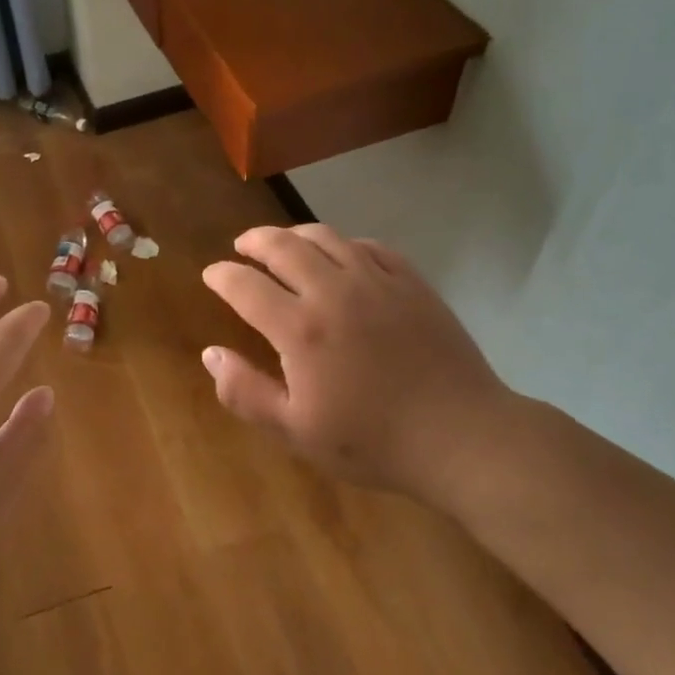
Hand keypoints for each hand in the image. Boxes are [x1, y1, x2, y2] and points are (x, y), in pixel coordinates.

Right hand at [201, 225, 520, 505]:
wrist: (462, 436)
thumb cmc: (373, 441)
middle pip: (282, 246)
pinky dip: (343, 243)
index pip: (246, 285)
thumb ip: (245, 392)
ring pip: (326, 237)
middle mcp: (334, 291)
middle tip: (241, 246)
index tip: (211, 275)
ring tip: (283, 242)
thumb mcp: (296, 431)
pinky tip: (341, 255)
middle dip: (254, 241)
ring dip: (294, 233)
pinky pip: (369, 246)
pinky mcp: (412, 282)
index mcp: (300, 328)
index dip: (222, 275)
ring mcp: (377, 281)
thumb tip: (211, 354)